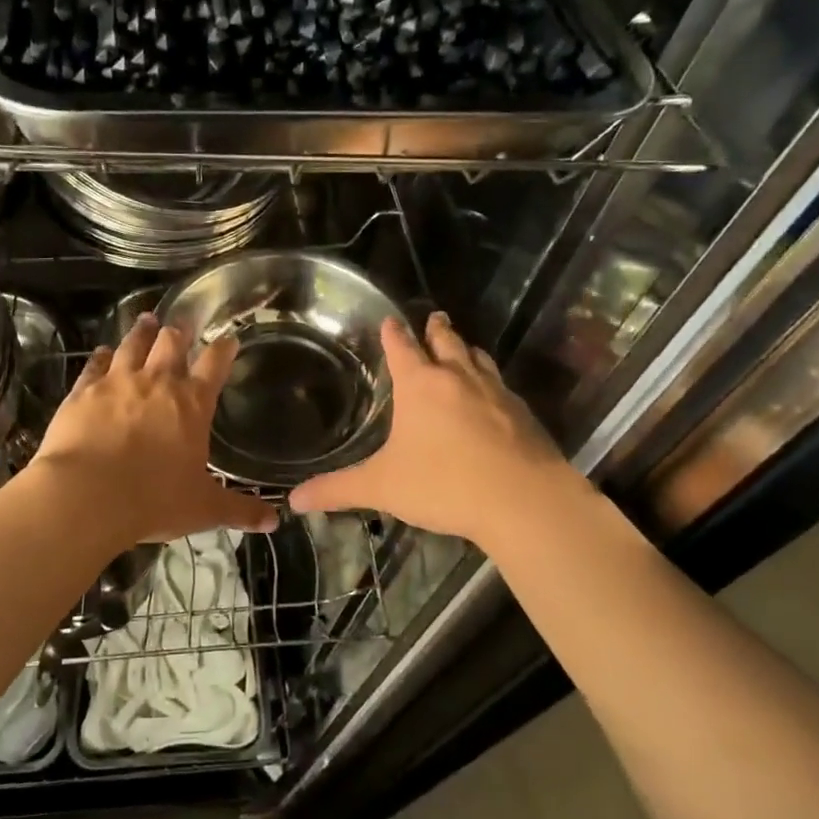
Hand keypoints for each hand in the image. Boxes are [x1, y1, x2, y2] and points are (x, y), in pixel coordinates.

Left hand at [31, 313, 277, 542]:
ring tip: (147, 320)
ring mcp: (117, 382)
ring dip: (142, 332)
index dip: (224, 349)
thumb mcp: (203, 509)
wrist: (86, 495)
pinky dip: (102, 356)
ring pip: (133, 344)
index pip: (215, 364)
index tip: (229, 339)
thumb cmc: (153, 500)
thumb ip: (239, 510)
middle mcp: (157, 382)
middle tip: (183, 325)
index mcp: (192, 403)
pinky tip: (104, 352)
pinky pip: (95, 365)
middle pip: (171, 343)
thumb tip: (275, 521)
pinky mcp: (83, 391)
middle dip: (180, 332)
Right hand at [289, 312, 586, 547]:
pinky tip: (493, 397)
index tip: (390, 319)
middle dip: (436, 329)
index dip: (393, 332)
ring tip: (462, 348)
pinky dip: (492, 382)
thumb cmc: (443, 484)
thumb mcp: (382, 487)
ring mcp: (496, 392)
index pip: (402, 347)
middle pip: (446, 342)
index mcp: (420, 385)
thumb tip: (294, 500)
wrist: (523, 501)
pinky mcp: (524, 414)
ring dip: (467, 350)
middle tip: (434, 317)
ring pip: (478, 359)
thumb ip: (338, 490)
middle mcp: (458, 378)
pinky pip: (502, 386)